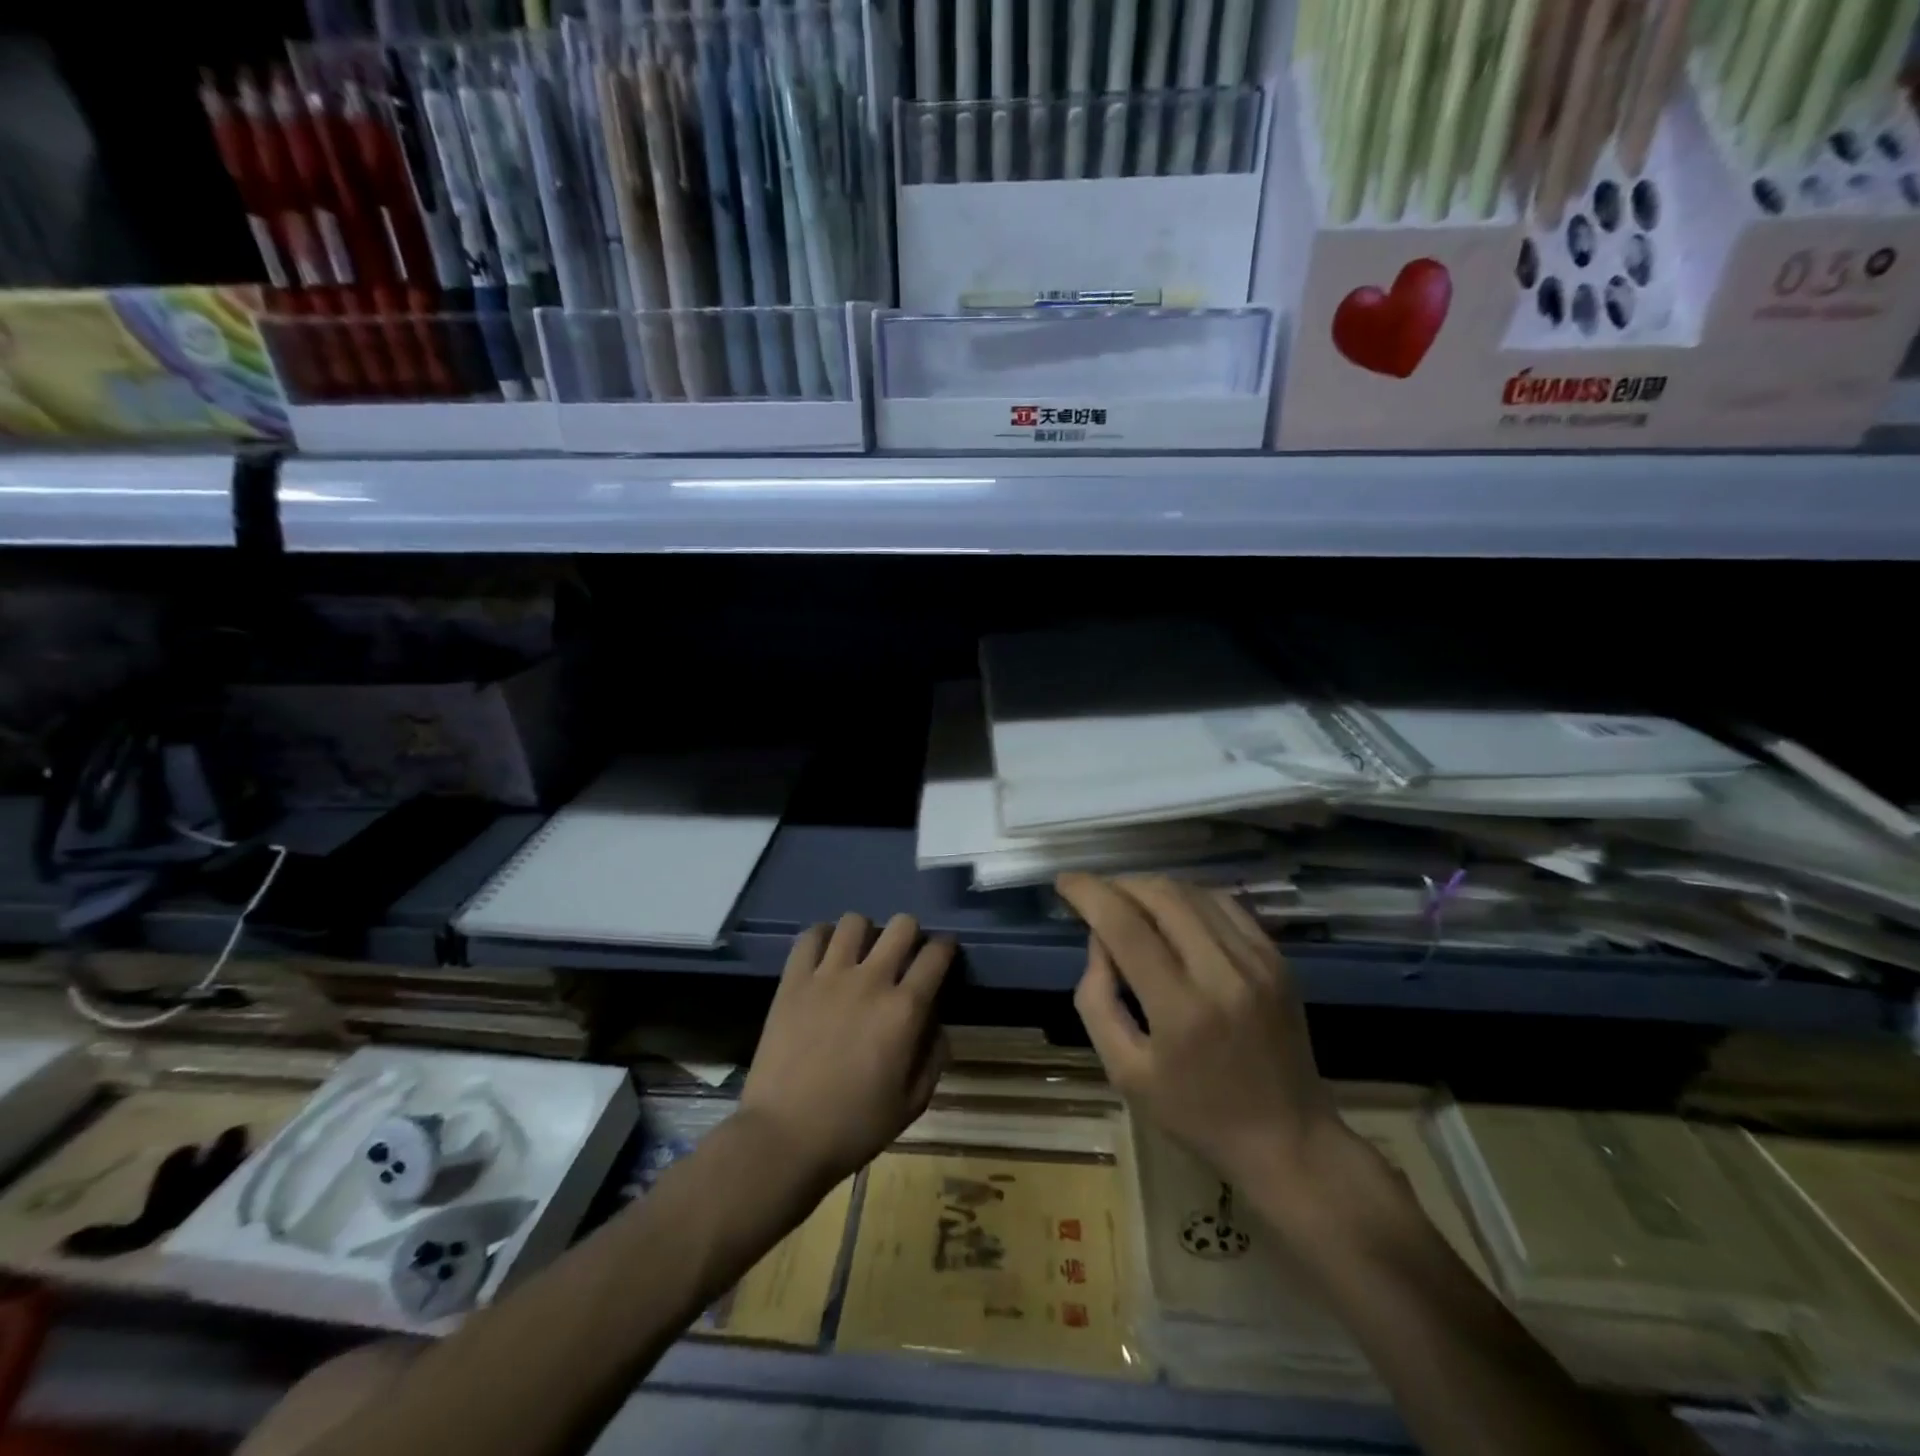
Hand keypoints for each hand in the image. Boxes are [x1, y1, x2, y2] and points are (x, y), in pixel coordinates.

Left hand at [738, 913, 952, 1193]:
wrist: (784, 1138)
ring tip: (861, 953)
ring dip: (866, 932)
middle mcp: (871, 980)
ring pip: (855, 922)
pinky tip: (825, 953)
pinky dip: (822, 937)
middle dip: (911, 933)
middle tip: (903, 954)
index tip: (943, 953)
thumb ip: (934, 1059)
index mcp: (904, 1010)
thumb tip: (938, 1026)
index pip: (936, 955)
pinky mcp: (793, 980)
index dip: (945, 948)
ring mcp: (828, 976)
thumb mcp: (911, 1104)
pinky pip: (810, 937)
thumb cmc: (853, 1127)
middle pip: (901, 925)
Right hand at [1057, 874, 1340, 1197]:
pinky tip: (1171, 911)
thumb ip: (1098, 1002)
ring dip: (1150, 887)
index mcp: (1181, 1008)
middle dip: (1117, 885)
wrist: (1288, 1139)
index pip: (1125, 925)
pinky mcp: (1276, 958)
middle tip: (1094, 897)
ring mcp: (1257, 961)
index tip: (1064, 882)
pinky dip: (1188, 897)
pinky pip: (1224, 904)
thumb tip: (1099, 941)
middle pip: (1160, 895)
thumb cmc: (1195, 1114)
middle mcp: (1222, 972)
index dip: (1088, 893)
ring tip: (1127, 902)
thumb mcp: (1125, 1072)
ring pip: (1192, 893)